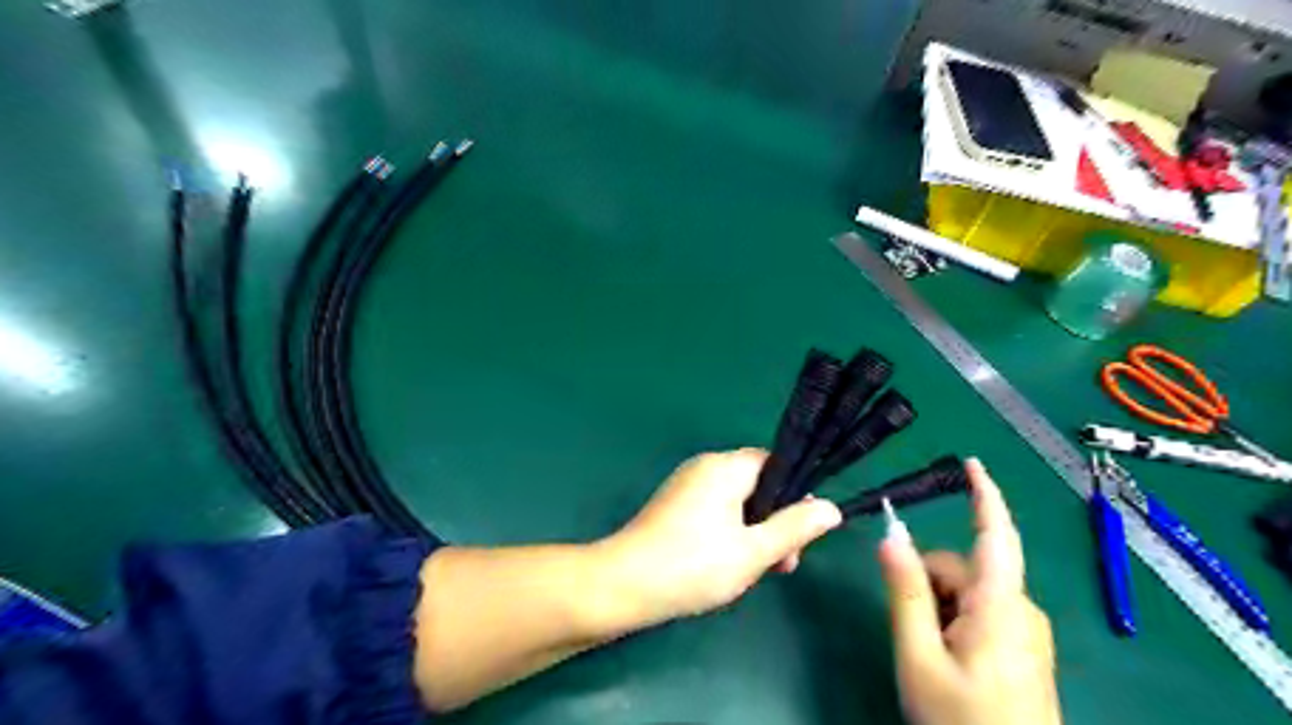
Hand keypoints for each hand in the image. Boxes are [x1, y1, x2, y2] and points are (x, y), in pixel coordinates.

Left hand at [597, 451, 843, 626]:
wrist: (623, 585)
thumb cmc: (693, 565)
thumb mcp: (753, 551)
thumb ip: (794, 528)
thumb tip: (832, 507)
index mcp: (724, 467)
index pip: (774, 464)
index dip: (795, 495)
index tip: (804, 533)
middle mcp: (704, 467)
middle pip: (756, 485)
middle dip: (775, 522)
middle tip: (784, 564)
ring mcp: (686, 486)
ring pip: (737, 503)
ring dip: (754, 533)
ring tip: (757, 573)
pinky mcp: (673, 507)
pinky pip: (715, 511)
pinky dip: (730, 534)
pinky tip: (729, 567)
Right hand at [879, 461, 1059, 724]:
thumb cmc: (961, 723)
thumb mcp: (919, 657)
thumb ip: (905, 592)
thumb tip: (891, 535)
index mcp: (1001, 605)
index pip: (995, 535)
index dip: (984, 495)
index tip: (971, 462)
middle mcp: (1021, 609)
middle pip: (963, 568)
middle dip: (928, 582)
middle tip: (909, 628)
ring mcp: (1025, 632)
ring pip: (968, 592)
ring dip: (939, 606)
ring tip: (928, 652)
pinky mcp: (1024, 649)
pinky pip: (981, 613)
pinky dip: (954, 621)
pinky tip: (946, 658)